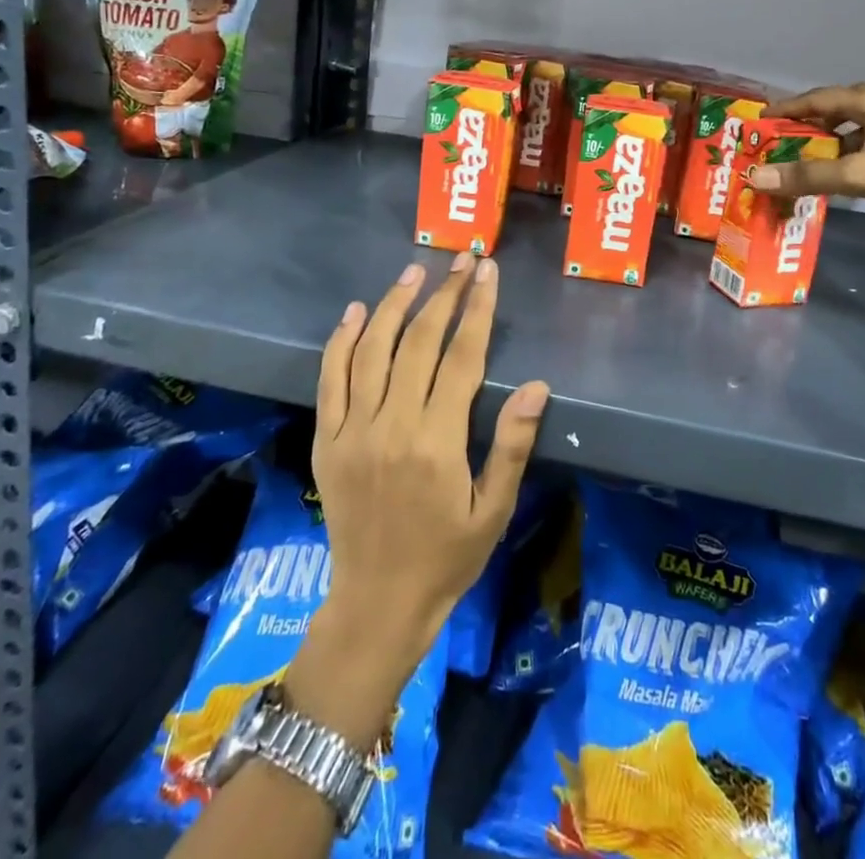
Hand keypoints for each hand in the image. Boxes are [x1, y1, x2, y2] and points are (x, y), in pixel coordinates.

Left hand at [312, 256, 550, 668]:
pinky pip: (330, 379)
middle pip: (418, 342)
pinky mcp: (327, 440)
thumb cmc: (447, 558)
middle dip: (444, 295)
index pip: (461, 357)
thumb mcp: (493, 510)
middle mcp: (391, 427)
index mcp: (437, 443)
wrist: (377, 603)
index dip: (477, 309)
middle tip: (462, 260)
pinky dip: (342, 341)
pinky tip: (357, 311)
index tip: (487, 272)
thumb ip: (512, 445)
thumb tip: (538, 386)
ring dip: (395, 305)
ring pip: (372, 350)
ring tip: (416, 271)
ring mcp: (352, 431)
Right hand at [746, 83, 864, 234]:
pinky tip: (837, 178)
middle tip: (774, 144)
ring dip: (824, 146)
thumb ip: (808, 176)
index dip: (787, 108)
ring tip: (798, 164)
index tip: (760, 119)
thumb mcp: (861, 174)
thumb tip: (755, 176)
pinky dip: (845, 159)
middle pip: (832, 112)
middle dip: (803, 128)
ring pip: (850, 132)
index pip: (816, 99)